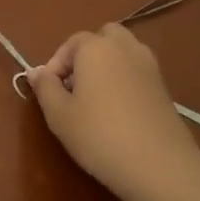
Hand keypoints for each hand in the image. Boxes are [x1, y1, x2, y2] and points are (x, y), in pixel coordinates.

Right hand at [25, 24, 199, 200]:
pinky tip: (117, 110)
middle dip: (86, 55)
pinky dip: (124, 79)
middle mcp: (126, 48)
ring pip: (124, 51)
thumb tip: (36, 72)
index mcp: (96, 48)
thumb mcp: (58, 114)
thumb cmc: (98, 134)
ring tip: (94, 97)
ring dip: (107, 64)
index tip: (49, 91)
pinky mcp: (163, 87)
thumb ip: (45, 88)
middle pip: (103, 37)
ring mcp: (149, 66)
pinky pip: (137, 70)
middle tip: (74, 85)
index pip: (71, 43)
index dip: (56, 64)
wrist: (157, 164)